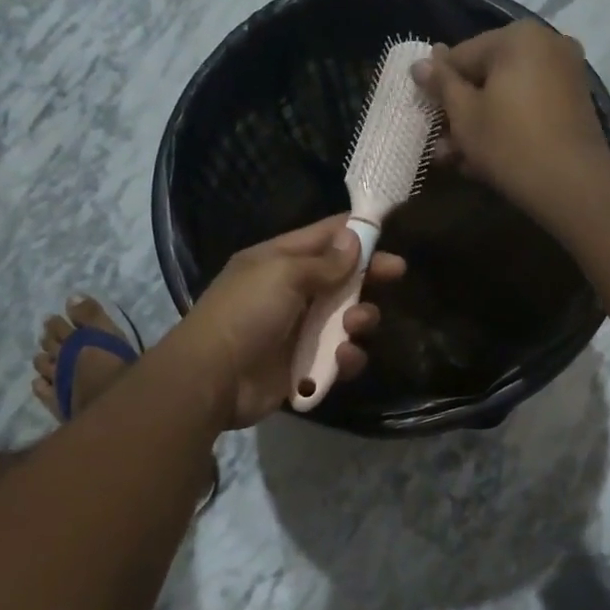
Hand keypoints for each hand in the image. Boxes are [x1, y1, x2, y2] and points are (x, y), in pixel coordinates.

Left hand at [172, 215, 405, 427]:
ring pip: (346, 319)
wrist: (213, 379)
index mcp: (278, 261)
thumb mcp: (284, 274)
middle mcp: (290, 292)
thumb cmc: (246, 313)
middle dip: (368, 276)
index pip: (323, 236)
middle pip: (341, 278)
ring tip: (355, 325)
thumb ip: (324, 261)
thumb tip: (354, 239)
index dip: (356, 232)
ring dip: (359, 319)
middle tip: (396, 273)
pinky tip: (342, 358)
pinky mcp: (304, 366)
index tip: (389, 230)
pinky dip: (346, 358)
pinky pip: (338, 357)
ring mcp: (298, 330)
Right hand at [411, 21, 609, 216]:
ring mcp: (565, 74)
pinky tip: (484, 158)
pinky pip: (529, 107)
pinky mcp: (574, 104)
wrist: (570, 182)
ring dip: (480, 124)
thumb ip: (441, 84)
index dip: (438, 85)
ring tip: (456, 158)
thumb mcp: (464, 114)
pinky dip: (507, 126)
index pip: (462, 55)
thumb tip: (420, 63)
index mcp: (518, 37)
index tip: (425, 111)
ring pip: (508, 95)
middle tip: (440, 143)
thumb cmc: (508, 142)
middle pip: (488, 75)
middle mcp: (547, 44)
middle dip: (461, 110)